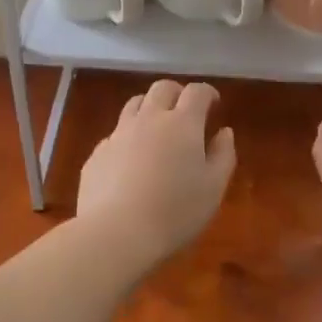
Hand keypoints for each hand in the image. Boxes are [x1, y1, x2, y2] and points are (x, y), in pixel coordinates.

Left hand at [76, 80, 236, 266]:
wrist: (116, 233)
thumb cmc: (175, 211)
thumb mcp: (213, 188)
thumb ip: (223, 155)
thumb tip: (224, 132)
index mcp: (182, 124)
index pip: (196, 92)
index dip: (207, 92)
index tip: (214, 103)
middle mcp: (148, 119)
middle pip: (162, 88)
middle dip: (177, 93)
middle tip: (186, 110)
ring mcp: (118, 134)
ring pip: (134, 105)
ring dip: (149, 108)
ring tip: (157, 128)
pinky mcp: (97, 153)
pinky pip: (115, 134)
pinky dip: (128, 137)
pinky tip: (131, 160)